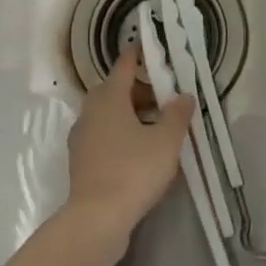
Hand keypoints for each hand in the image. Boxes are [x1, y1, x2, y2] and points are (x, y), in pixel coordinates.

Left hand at [64, 45, 194, 247]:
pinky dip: (121, 133)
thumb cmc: (134, 170)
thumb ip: (177, 114)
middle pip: (115, 90)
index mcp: (109, 98)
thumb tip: (184, 95)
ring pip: (108, 114)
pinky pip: (104, 135)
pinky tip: (140, 149)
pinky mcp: (81, 160)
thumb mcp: (166, 141)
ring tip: (158, 125)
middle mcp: (90, 112)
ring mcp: (82, 137)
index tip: (151, 47)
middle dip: (140, 89)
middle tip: (165, 95)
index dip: (138, 54)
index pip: (124, 65)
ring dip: (131, 113)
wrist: (97, 218)